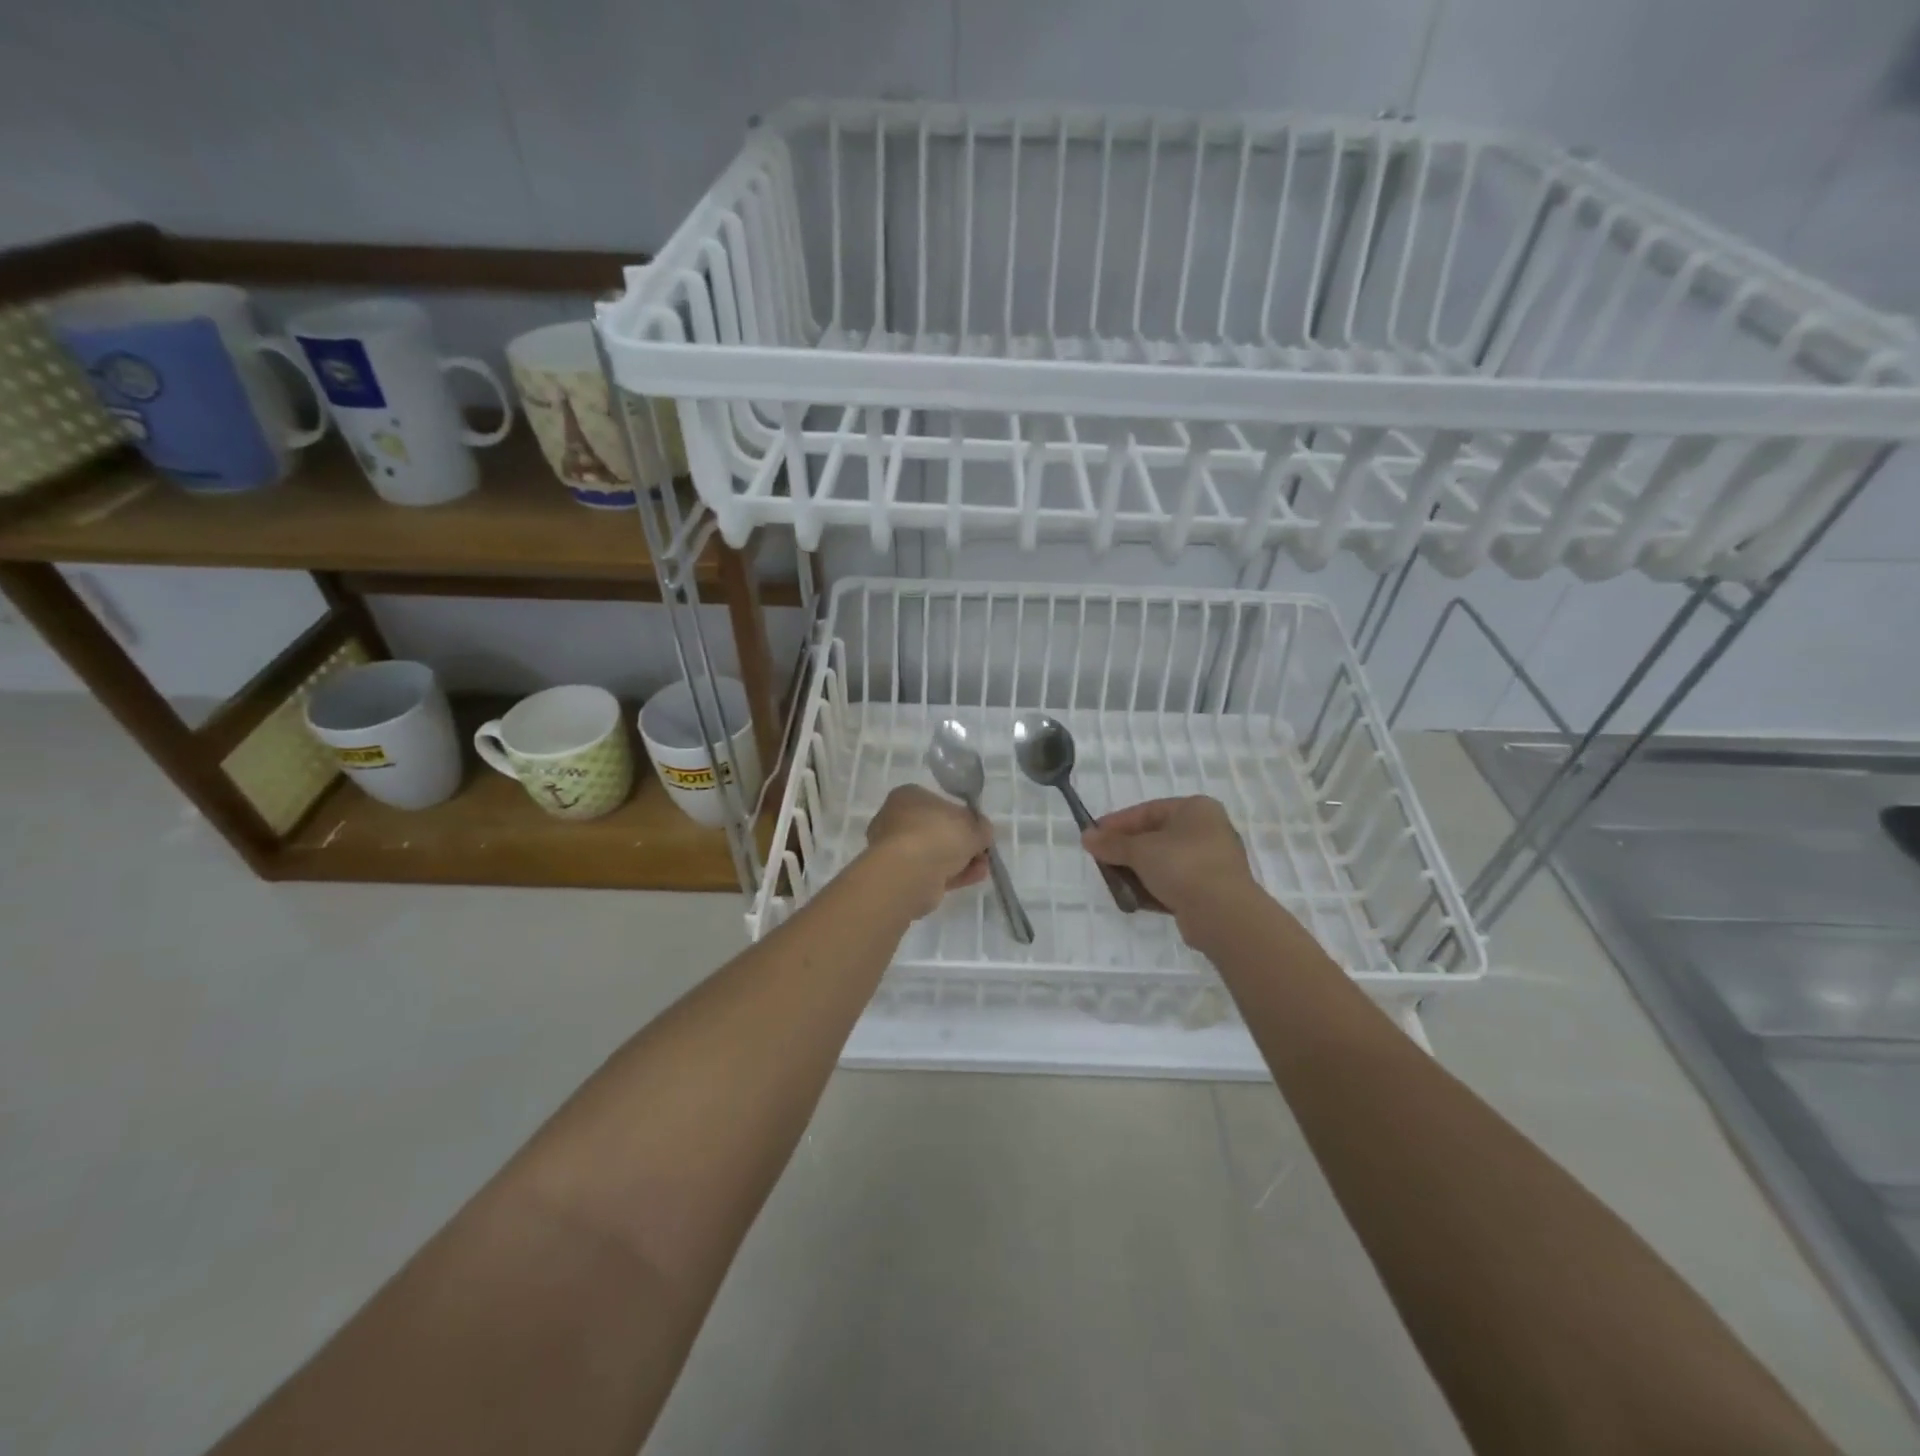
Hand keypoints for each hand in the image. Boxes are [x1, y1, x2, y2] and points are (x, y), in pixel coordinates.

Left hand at [863, 785, 992, 918]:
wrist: (908, 873)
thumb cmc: (938, 835)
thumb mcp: (973, 824)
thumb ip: (981, 827)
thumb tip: (981, 832)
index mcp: (908, 796)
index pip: (940, 803)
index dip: (963, 817)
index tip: (979, 830)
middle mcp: (896, 819)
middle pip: (938, 831)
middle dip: (963, 843)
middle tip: (982, 851)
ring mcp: (895, 850)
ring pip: (935, 853)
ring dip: (961, 861)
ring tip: (982, 868)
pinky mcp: (899, 875)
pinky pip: (930, 872)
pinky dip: (952, 875)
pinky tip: (973, 878)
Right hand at [1081, 796, 1259, 932]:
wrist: (1223, 914)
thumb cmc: (1182, 866)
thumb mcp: (1140, 850)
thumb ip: (1112, 843)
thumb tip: (1086, 837)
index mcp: (1196, 809)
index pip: (1148, 810)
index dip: (1117, 823)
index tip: (1093, 836)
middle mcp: (1207, 830)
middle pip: (1155, 836)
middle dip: (1126, 850)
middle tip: (1101, 860)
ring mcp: (1211, 862)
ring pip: (1164, 862)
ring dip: (1137, 872)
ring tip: (1113, 882)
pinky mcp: (1210, 890)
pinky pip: (1174, 883)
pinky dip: (1153, 888)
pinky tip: (1133, 899)